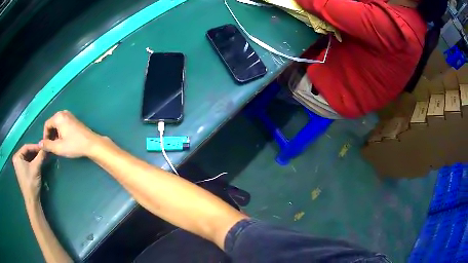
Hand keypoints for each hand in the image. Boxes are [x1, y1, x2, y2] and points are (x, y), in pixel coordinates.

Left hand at [12, 144, 45, 204]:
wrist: (32, 200)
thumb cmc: (31, 183)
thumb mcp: (36, 168)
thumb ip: (40, 156)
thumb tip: (46, 147)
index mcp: (17, 157)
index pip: (26, 147)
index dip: (35, 146)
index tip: (43, 147)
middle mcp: (16, 159)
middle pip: (26, 152)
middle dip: (35, 152)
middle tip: (43, 152)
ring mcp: (18, 165)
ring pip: (27, 157)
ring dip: (34, 156)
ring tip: (42, 156)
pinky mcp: (21, 171)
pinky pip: (27, 162)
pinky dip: (32, 161)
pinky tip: (38, 162)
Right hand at [40, 110, 100, 157]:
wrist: (91, 143)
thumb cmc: (74, 145)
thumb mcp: (58, 147)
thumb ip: (47, 145)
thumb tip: (39, 144)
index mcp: (58, 117)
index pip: (47, 125)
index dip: (45, 136)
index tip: (47, 146)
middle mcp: (63, 113)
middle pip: (52, 124)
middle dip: (50, 135)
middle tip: (52, 146)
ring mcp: (69, 115)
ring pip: (57, 124)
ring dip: (56, 134)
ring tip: (58, 145)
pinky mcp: (74, 119)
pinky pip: (63, 124)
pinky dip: (61, 132)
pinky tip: (64, 141)